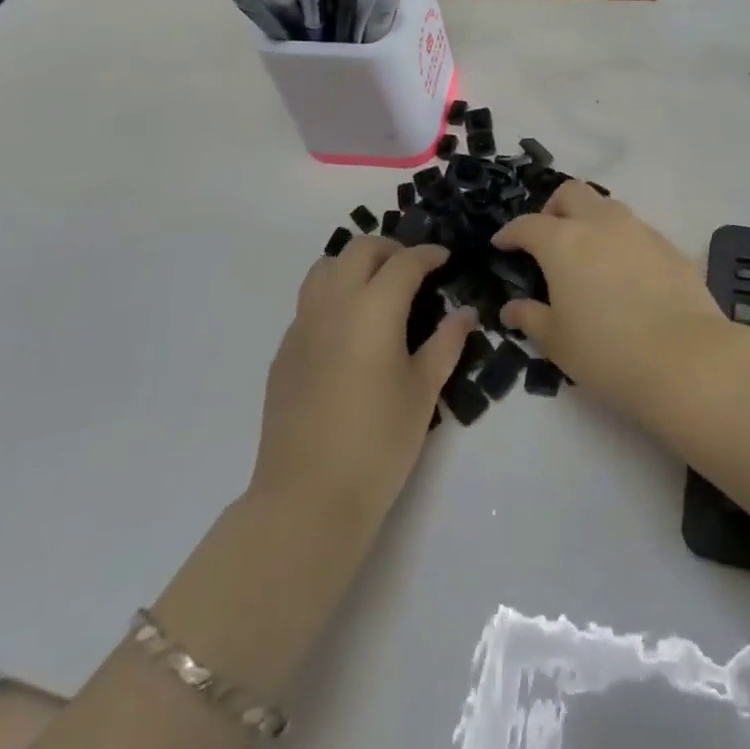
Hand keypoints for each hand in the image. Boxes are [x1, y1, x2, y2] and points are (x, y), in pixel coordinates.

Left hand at [251, 238, 476, 532]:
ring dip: (354, 264)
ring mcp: (302, 325)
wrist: (307, 498)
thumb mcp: (423, 391)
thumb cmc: (378, 443)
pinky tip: (349, 330)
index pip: (404, 262)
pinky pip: (309, 302)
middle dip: (390, 249)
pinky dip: (333, 295)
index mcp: (374, 308)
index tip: (444, 259)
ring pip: (325, 267)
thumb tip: (465, 313)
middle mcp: (334, 304)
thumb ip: (446, 343)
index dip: (428, 254)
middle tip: (413, 269)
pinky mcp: (284, 351)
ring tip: (377, 288)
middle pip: (359, 250)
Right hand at [492, 183, 729, 425]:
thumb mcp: (557, 342)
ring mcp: (638, 230)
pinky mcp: (669, 245)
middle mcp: (600, 223)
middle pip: (570, 193)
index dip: (510, 233)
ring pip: (607, 206)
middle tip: (548, 239)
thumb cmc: (607, 352)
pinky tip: (624, 273)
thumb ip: (531, 318)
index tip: (502, 244)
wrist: (686, 359)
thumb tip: (511, 308)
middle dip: (553, 209)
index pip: (527, 224)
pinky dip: (621, 240)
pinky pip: (636, 230)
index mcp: (563, 242)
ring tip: (587, 254)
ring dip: (590, 220)